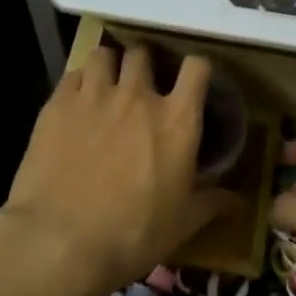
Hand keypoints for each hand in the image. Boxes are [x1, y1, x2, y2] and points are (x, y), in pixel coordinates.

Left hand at [1, 44, 233, 295]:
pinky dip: (78, 83)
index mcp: (177, 120)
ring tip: (105, 84)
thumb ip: (211, 203)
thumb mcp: (182, 224)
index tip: (191, 80)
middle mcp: (138, 96)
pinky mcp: (57, 105)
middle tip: (140, 86)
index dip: (196, 69)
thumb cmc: (133, 234)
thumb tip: (237, 202)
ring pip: (104, 55)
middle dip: (144, 65)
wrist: (62, 241)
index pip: (196, 68)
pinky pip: (71, 75)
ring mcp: (94, 95)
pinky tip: (75, 103)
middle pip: (144, 54)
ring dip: (108, 66)